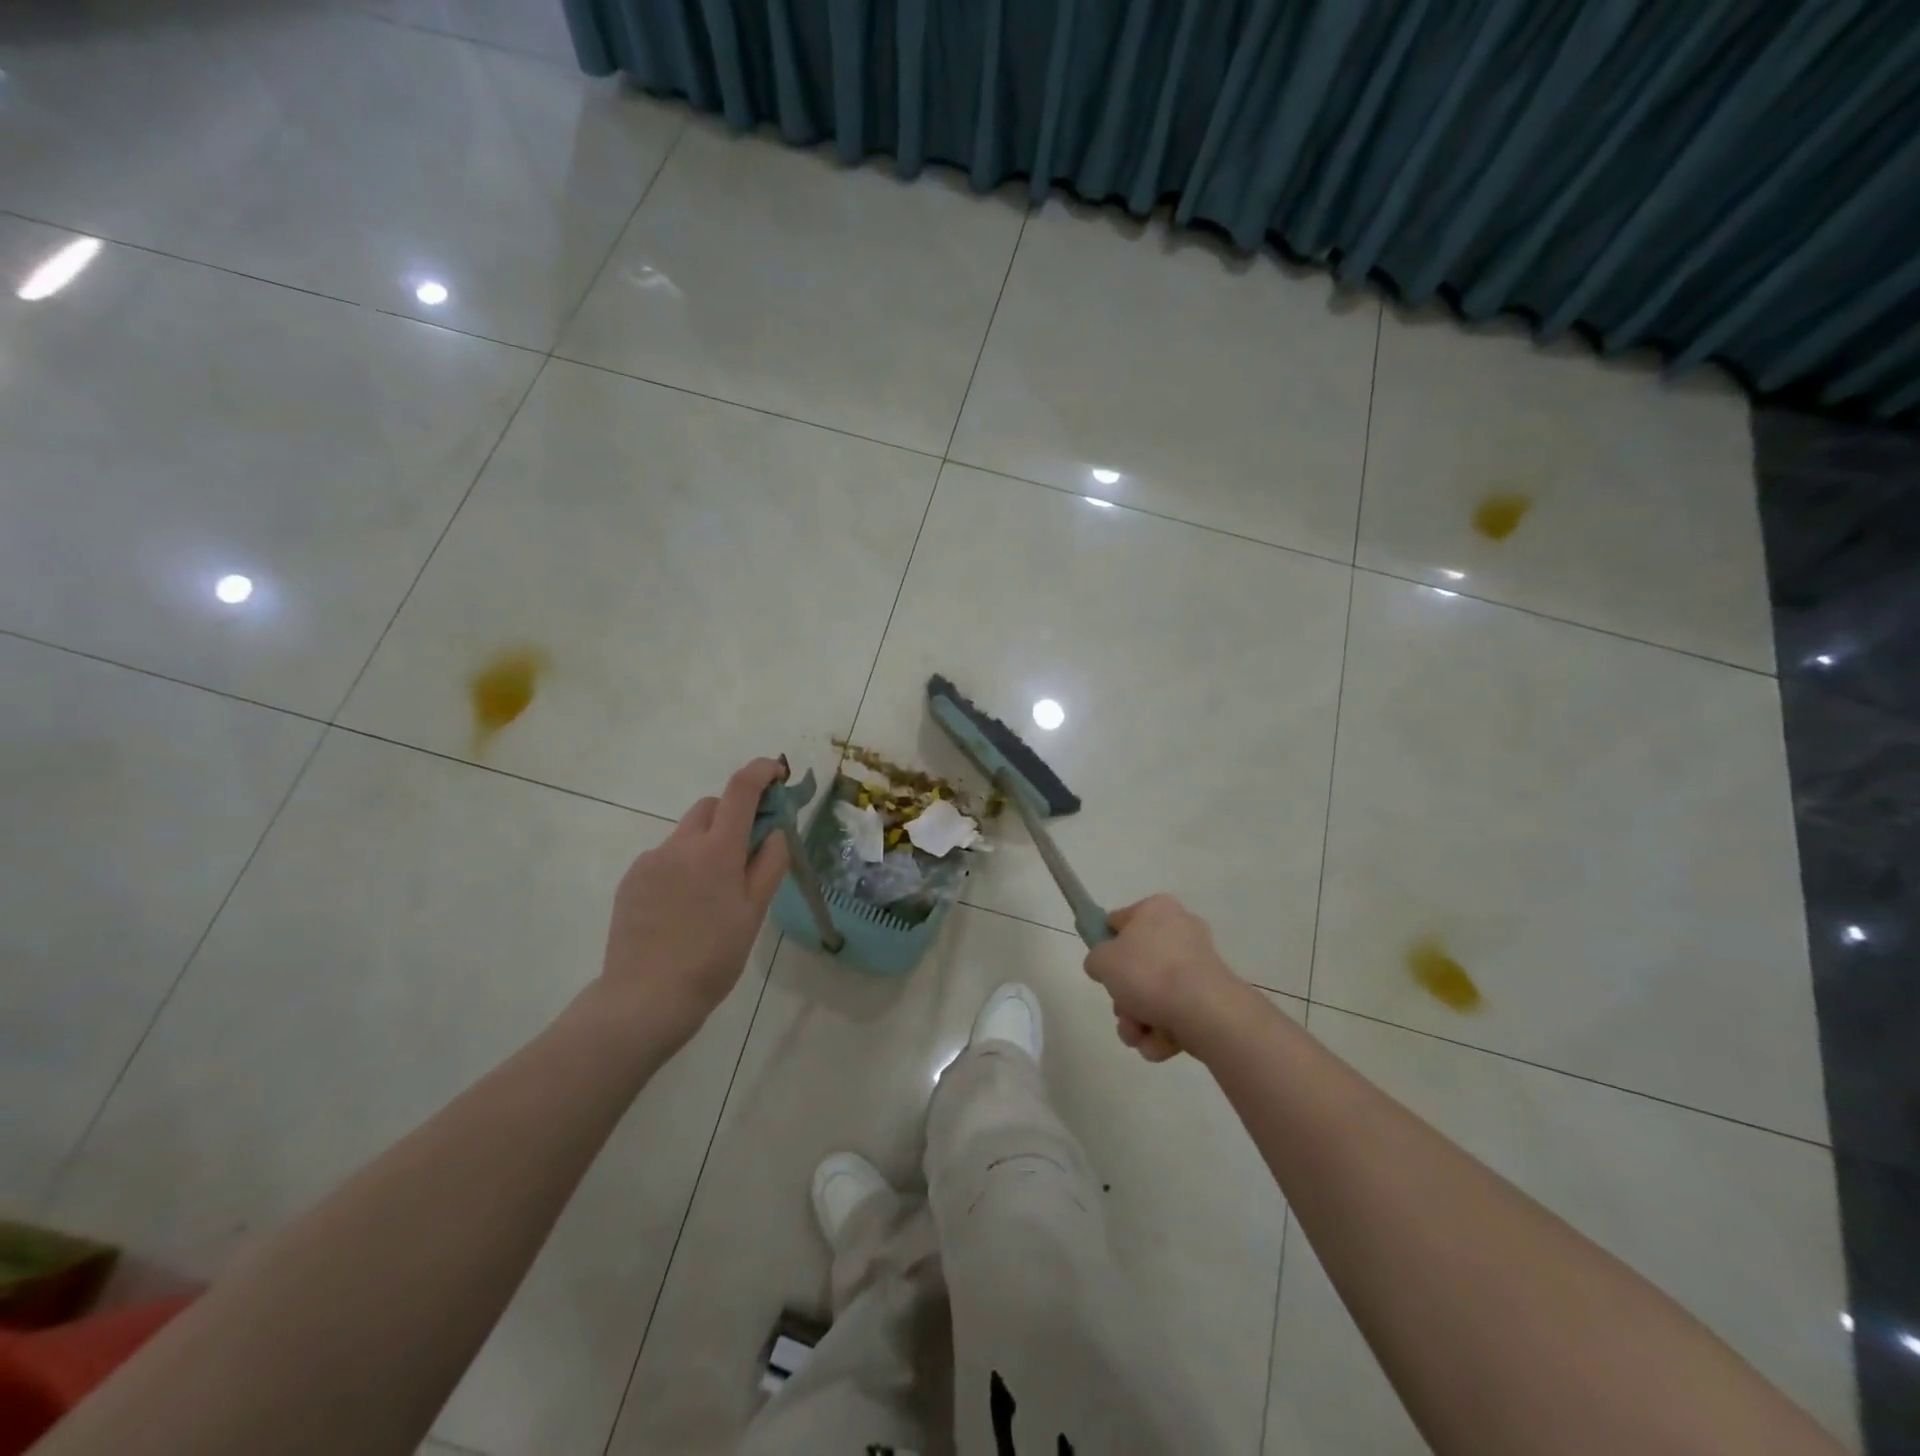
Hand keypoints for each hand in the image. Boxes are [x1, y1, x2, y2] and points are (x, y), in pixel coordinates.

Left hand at [597, 758, 791, 1052]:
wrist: (646, 997)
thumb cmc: (713, 957)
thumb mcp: (754, 912)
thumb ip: (769, 864)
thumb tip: (774, 831)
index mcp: (716, 850)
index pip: (741, 790)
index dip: (761, 771)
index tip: (777, 772)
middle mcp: (680, 845)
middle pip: (710, 807)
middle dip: (732, 815)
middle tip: (746, 852)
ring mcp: (650, 860)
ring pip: (686, 834)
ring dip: (706, 844)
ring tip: (711, 893)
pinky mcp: (631, 879)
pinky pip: (665, 857)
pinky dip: (682, 866)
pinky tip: (684, 907)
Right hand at [1083, 895, 1247, 1062]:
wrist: (1204, 1011)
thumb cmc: (1148, 973)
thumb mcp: (1102, 960)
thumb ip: (1096, 959)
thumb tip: (1105, 966)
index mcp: (1157, 909)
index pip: (1119, 921)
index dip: (1105, 944)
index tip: (1101, 968)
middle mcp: (1181, 931)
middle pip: (1138, 965)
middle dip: (1124, 997)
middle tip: (1120, 1009)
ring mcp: (1198, 966)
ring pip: (1154, 995)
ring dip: (1137, 1020)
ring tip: (1137, 1034)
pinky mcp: (1211, 998)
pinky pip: (1175, 1013)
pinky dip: (1162, 1032)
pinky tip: (1158, 1043)